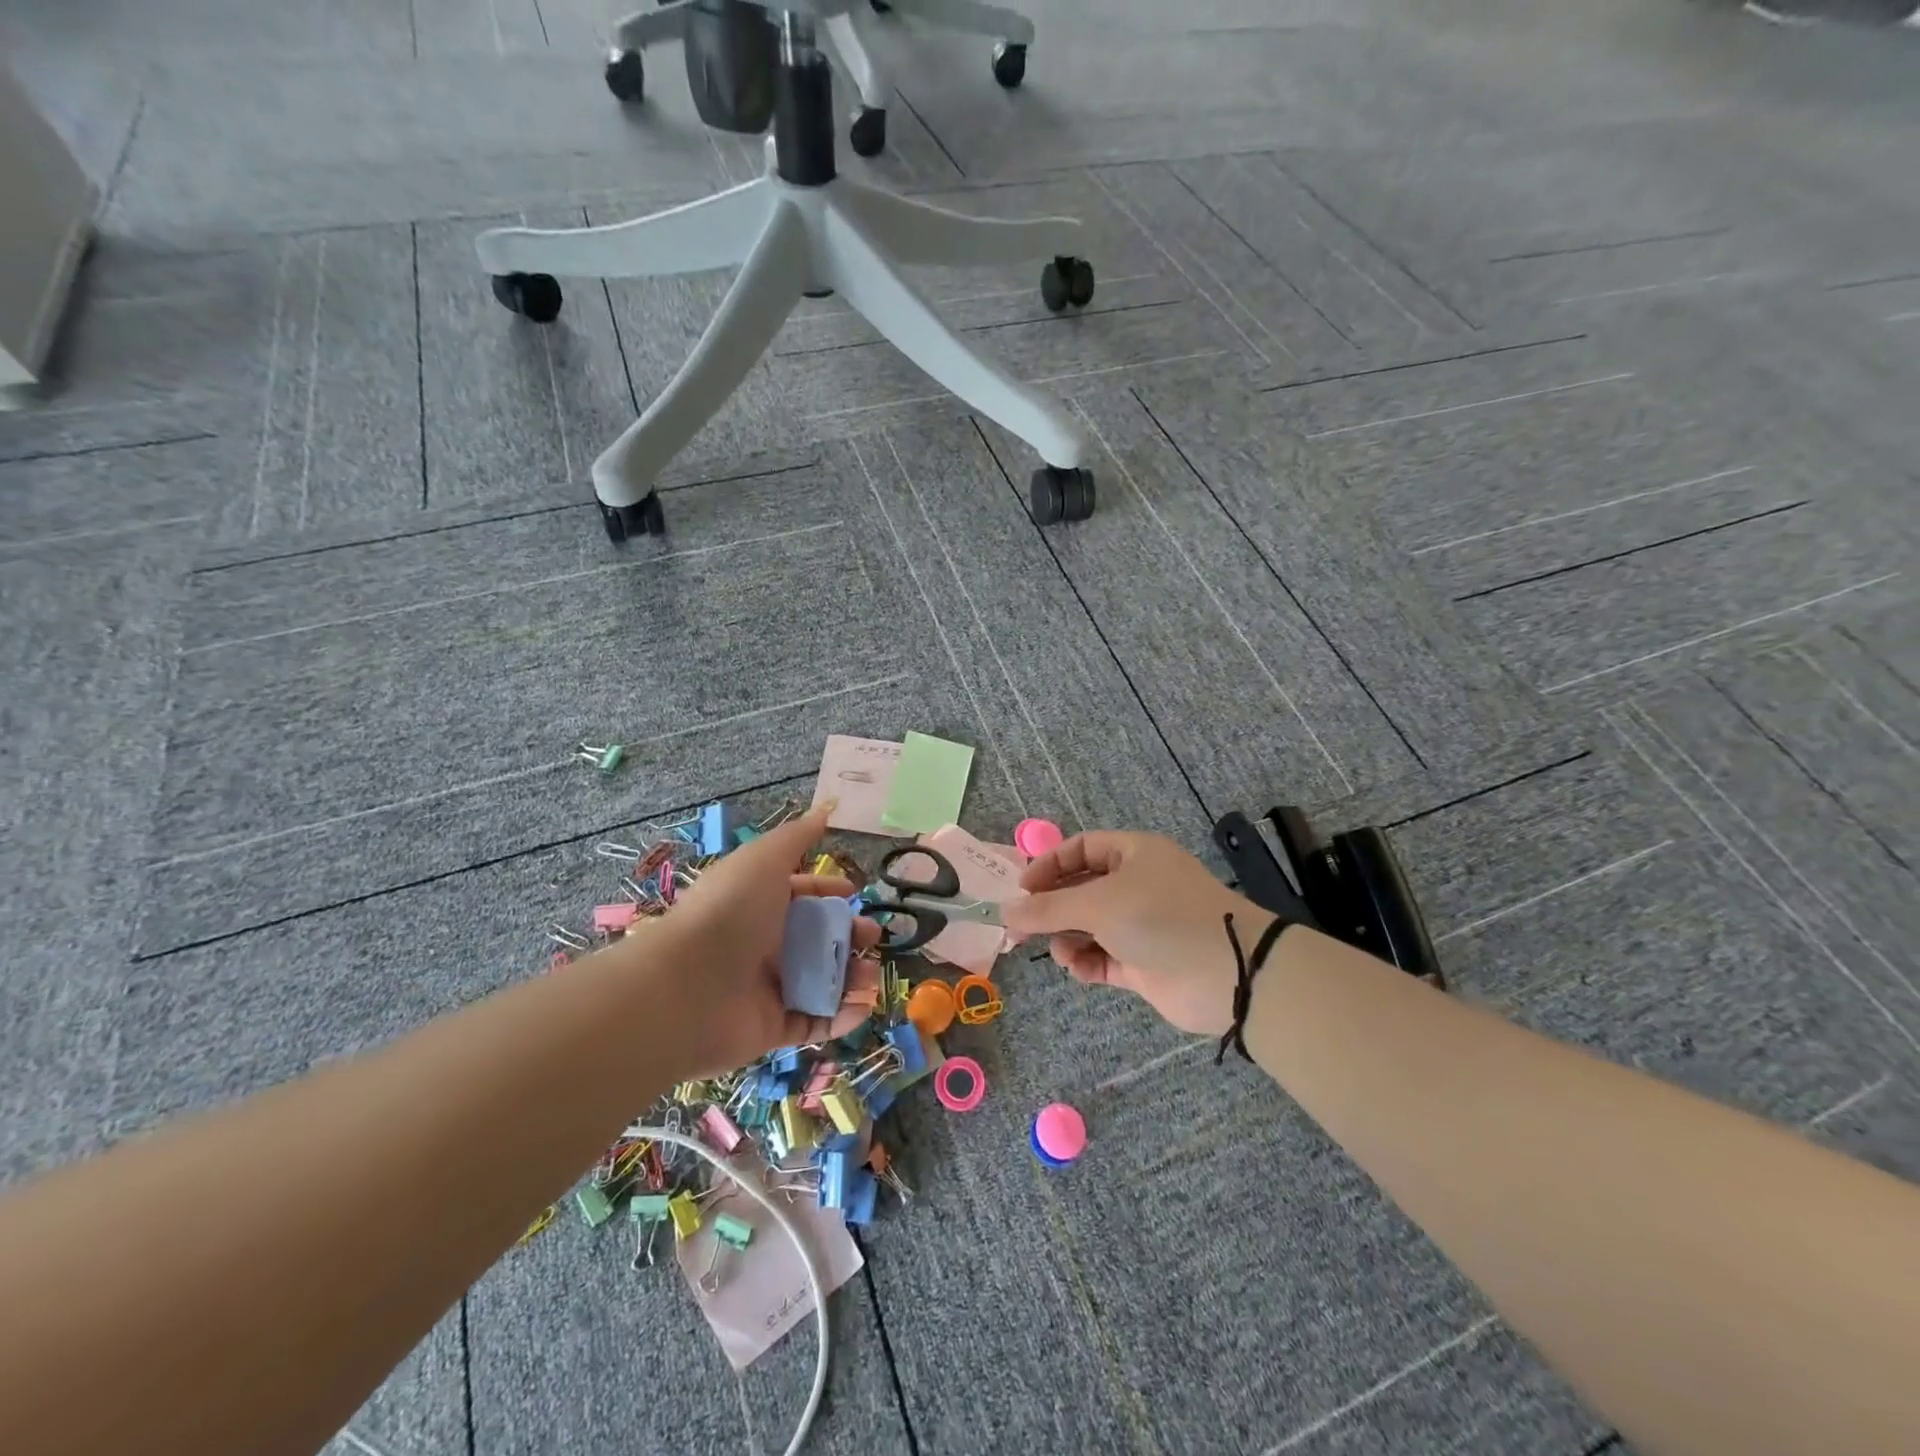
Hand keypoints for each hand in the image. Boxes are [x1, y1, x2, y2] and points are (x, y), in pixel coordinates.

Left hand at [651, 803, 881, 1073]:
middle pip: (817, 938)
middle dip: (850, 935)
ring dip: (852, 978)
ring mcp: (768, 988)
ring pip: (822, 980)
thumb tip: (825, 810)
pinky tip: (862, 1006)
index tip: (856, 893)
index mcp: (760, 903)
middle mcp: (764, 944)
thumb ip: (798, 836)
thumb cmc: (729, 912)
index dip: (829, 891)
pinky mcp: (772, 1028)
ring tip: (870, 976)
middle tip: (871, 938)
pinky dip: (842, 1017)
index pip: (802, 894)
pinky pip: (815, 1021)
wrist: (685, 987)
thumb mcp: (764, 859)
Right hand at [1000, 831, 1265, 1036]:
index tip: (1021, 889)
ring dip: (1067, 938)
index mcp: (1133, 854)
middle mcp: (1136, 885)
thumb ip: (1048, 908)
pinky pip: (1103, 957)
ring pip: (1088, 926)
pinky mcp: (1144, 962)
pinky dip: (1087, 962)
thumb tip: (1005, 910)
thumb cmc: (1162, 918)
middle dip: (1051, 908)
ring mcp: (1141, 925)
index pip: (1080, 849)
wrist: (1229, 975)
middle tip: (1020, 929)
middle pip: (1080, 890)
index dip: (1048, 866)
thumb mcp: (1099, 904)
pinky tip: (1079, 968)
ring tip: (1060, 951)